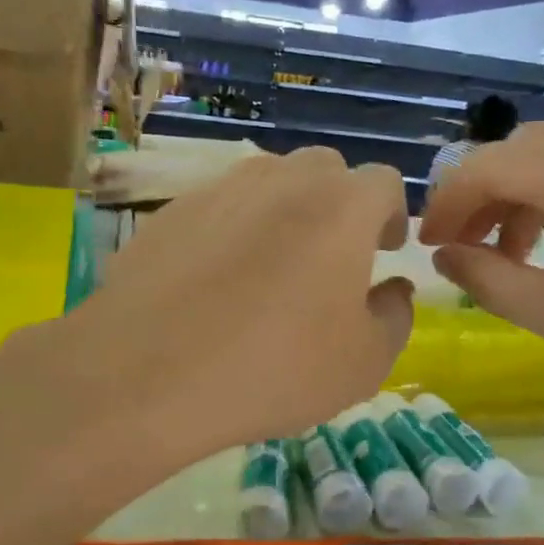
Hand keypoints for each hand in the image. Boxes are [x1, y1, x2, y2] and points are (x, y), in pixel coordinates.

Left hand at [59, 148, 413, 457]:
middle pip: (325, 170)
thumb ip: (395, 316)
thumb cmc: (275, 368)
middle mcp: (282, 181)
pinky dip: (233, 228)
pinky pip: (219, 206)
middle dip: (340, 204)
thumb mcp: (363, 363)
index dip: (392, 215)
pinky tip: (217, 279)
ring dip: (286, 210)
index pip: (383, 182)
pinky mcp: (170, 212)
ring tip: (274, 265)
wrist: (148, 374)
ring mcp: (219, 190)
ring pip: (268, 180)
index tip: (386, 250)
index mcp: (340, 207)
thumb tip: (393, 289)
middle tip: (333, 256)